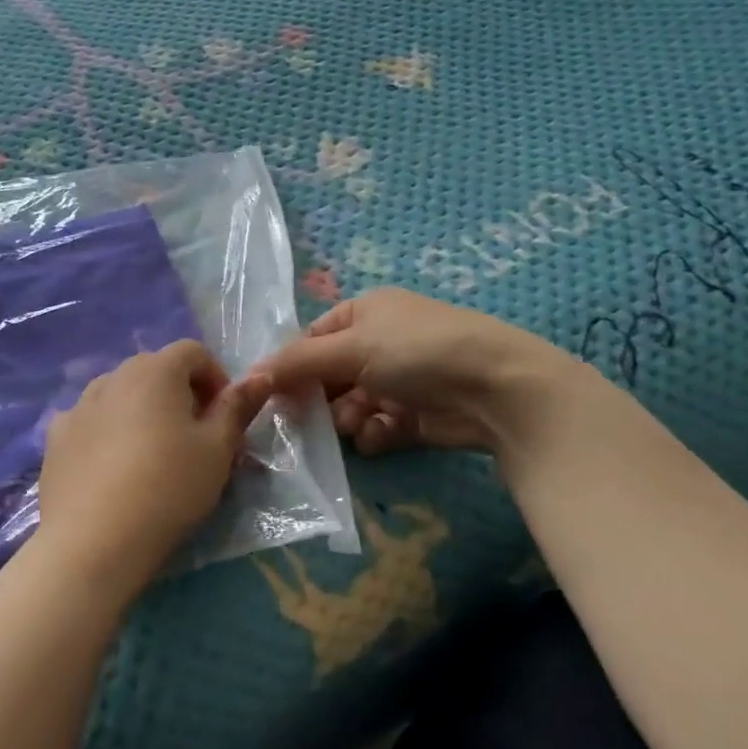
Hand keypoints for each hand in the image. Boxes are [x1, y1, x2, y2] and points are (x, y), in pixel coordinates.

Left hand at [36, 341, 272, 601]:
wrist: (94, 541)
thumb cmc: (168, 488)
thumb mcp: (217, 450)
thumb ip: (237, 408)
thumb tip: (259, 376)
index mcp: (156, 371)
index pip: (193, 352)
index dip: (215, 377)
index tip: (224, 416)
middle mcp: (113, 376)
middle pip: (154, 369)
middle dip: (179, 393)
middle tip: (193, 437)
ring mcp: (78, 406)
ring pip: (119, 394)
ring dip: (141, 410)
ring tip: (151, 453)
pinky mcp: (55, 438)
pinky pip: (89, 421)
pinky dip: (106, 431)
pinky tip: (111, 467)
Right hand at [254, 287, 590, 456]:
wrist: (496, 389)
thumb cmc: (417, 351)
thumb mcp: (350, 347)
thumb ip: (298, 363)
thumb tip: (251, 374)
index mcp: (365, 313)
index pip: (313, 339)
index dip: (292, 365)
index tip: (272, 394)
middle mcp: (381, 343)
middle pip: (330, 375)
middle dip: (320, 398)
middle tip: (306, 420)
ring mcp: (400, 380)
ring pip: (352, 405)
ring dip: (347, 418)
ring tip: (357, 424)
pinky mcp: (416, 415)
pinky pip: (379, 426)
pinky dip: (375, 433)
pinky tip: (381, 435)